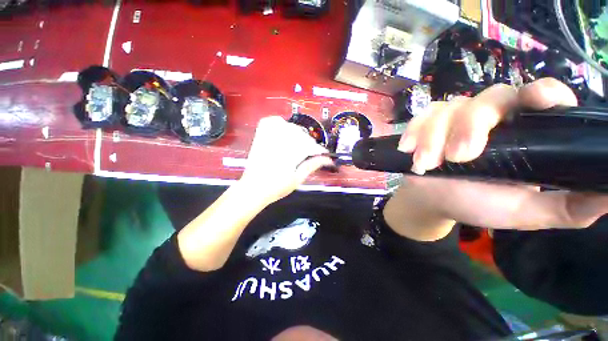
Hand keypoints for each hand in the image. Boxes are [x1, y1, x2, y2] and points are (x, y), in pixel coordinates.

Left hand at [239, 116, 332, 205]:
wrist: (253, 189)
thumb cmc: (275, 187)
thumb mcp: (297, 179)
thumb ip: (312, 165)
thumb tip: (326, 159)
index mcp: (289, 153)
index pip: (310, 145)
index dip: (319, 150)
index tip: (324, 154)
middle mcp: (279, 142)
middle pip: (301, 135)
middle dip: (310, 143)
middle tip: (312, 152)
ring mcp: (269, 137)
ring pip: (289, 127)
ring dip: (298, 134)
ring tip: (300, 144)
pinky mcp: (261, 136)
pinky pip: (271, 121)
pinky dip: (280, 123)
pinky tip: (284, 130)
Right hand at [397, 78, 607, 229]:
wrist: (432, 200)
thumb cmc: (476, 204)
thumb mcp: (525, 211)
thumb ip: (568, 206)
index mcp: (522, 132)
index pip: (539, 96)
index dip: (542, 92)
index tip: (539, 100)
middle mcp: (491, 118)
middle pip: (490, 97)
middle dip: (472, 125)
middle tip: (460, 157)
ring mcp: (453, 119)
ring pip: (449, 108)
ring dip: (435, 137)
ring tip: (426, 164)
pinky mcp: (425, 125)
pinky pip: (421, 117)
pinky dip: (414, 132)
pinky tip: (409, 150)